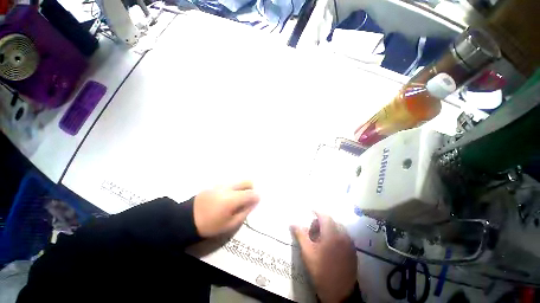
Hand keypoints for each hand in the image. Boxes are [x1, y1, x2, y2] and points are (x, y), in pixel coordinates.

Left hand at [194, 181, 259, 237]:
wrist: (187, 219)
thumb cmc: (210, 225)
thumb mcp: (229, 224)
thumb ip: (244, 212)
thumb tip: (254, 203)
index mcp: (231, 199)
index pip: (250, 193)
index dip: (256, 196)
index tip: (257, 200)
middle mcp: (228, 188)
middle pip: (246, 181)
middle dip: (251, 188)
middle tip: (248, 198)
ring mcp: (221, 184)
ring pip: (238, 181)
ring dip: (242, 187)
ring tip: (238, 198)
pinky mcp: (215, 184)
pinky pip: (230, 183)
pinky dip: (234, 188)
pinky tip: (228, 196)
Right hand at [292, 213, 357, 302]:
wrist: (339, 293)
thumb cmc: (320, 270)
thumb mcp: (307, 252)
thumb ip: (301, 234)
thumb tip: (292, 223)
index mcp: (332, 234)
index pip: (324, 216)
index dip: (317, 211)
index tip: (310, 210)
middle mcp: (343, 235)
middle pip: (332, 221)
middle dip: (322, 221)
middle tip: (313, 229)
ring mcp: (350, 243)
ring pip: (338, 228)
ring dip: (329, 227)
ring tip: (321, 237)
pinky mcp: (353, 251)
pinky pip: (344, 235)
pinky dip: (336, 234)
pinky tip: (330, 244)